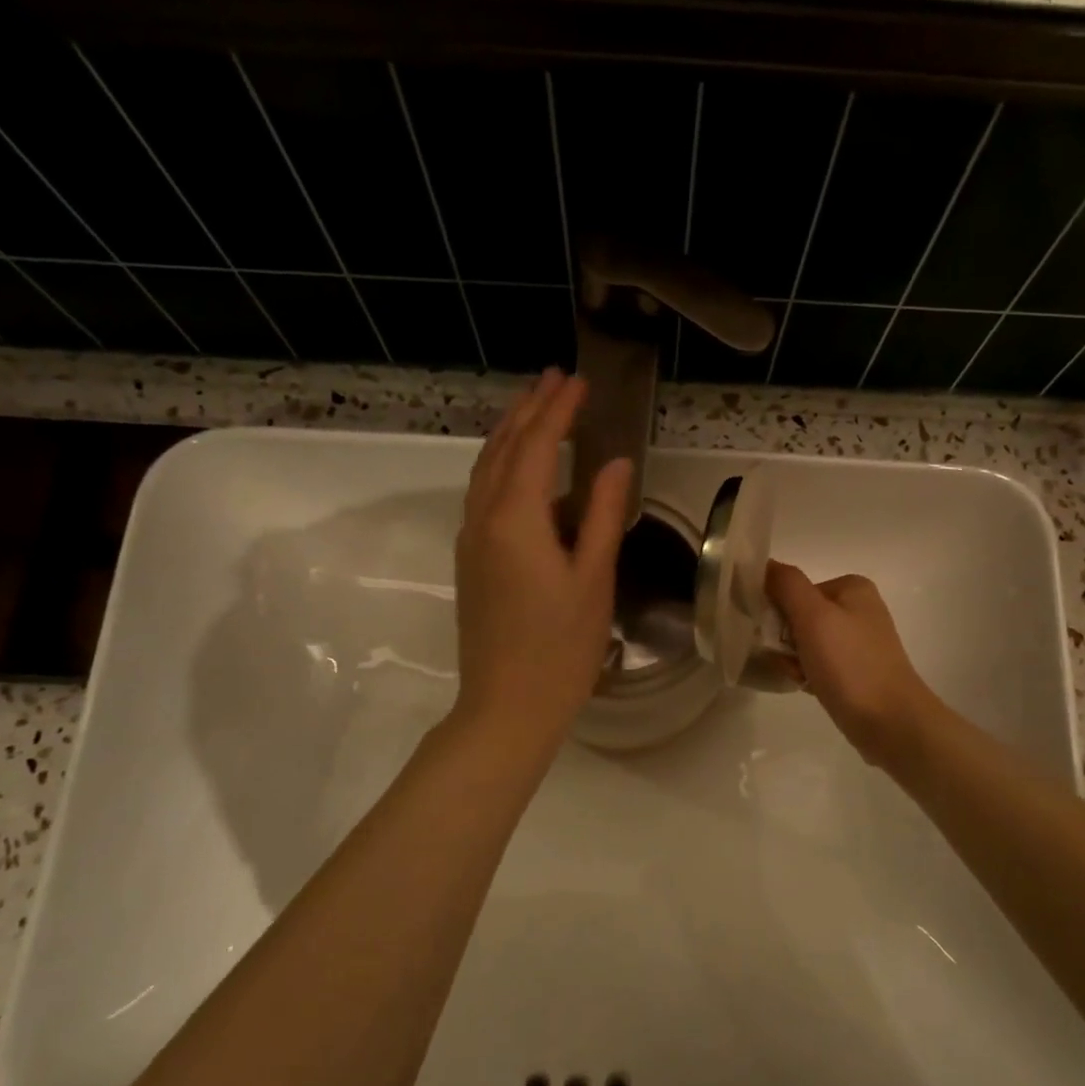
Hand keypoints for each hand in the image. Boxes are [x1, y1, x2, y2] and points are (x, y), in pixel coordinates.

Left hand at [454, 370, 630, 750]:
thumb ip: (602, 515)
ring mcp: (470, 540)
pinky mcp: (470, 560)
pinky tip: (520, 469)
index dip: (559, 411)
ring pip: (486, 470)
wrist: (507, 706)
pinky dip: (501, 466)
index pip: (537, 446)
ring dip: (510, 433)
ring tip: (535, 408)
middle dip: (529, 409)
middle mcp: (483, 519)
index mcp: (515, 519)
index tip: (580, 381)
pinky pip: (482, 494)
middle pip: (503, 449)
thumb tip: (614, 463)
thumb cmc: (560, 648)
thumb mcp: (593, 579)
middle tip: (554, 379)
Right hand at [766, 562, 935, 764]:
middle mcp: (858, 609)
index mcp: (851, 588)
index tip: (777, 637)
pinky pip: (818, 664)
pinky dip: (809, 675)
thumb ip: (786, 584)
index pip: (794, 590)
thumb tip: (763, 563)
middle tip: (793, 662)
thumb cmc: (850, 664)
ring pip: (805, 643)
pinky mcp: (856, 670)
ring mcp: (859, 641)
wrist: (889, 722)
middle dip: (786, 641)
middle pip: (799, 616)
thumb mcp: (813, 615)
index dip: (778, 613)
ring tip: (803, 678)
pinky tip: (812, 688)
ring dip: (795, 661)